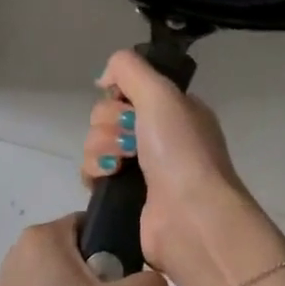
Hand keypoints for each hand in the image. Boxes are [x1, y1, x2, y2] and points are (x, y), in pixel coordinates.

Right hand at [81, 50, 284, 285]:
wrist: (190, 217)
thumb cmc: (180, 150)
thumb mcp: (161, 92)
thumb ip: (128, 68)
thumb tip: (103, 78)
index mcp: (174, 110)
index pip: (130, 88)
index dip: (120, 93)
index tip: (126, 102)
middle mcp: (159, 135)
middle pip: (108, 113)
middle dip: (110, 122)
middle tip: (129, 138)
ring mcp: (142, 167)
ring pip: (97, 141)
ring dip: (101, 147)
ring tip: (120, 163)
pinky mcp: (123, 195)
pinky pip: (93, 171)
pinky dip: (95, 170)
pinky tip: (108, 176)